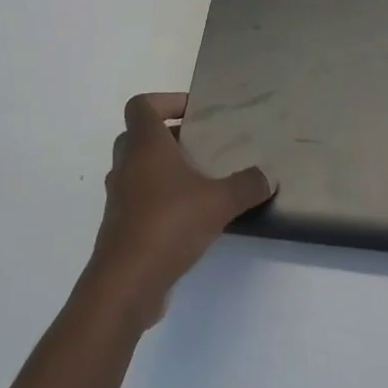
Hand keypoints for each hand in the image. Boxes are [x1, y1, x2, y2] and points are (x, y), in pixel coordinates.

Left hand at [84, 93, 274, 326]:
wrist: (125, 285)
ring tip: (198, 180)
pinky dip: (158, 200)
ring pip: (136, 170)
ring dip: (162, 170)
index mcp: (145, 146)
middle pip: (137, 136)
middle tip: (198, 145)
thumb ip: (246, 185)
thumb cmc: (168, 225)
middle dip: (167, 136)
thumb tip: (268, 177)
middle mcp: (126, 166)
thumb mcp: (219, 202)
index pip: (141, 106)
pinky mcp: (120, 228)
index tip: (193, 112)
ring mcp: (119, 199)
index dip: (165, 101)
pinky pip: (138, 201)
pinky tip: (189, 217)